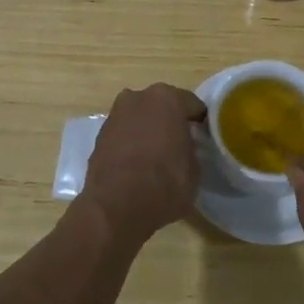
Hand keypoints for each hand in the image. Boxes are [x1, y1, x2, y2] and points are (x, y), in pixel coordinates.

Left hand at [78, 83, 206, 246]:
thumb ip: (190, 148)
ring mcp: (115, 115)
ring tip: (157, 157)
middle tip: (179, 144)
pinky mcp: (99, 136)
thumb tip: (184, 148)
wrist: (117, 205)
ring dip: (147, 131)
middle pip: (160, 106)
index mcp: (166, 98)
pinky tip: (137, 164)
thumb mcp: (194, 168)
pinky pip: (123, 135)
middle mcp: (138, 98)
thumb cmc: (165, 182)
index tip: (203, 136)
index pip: (191, 104)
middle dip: (169, 121)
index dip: (199, 121)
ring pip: (139, 119)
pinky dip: (130, 144)